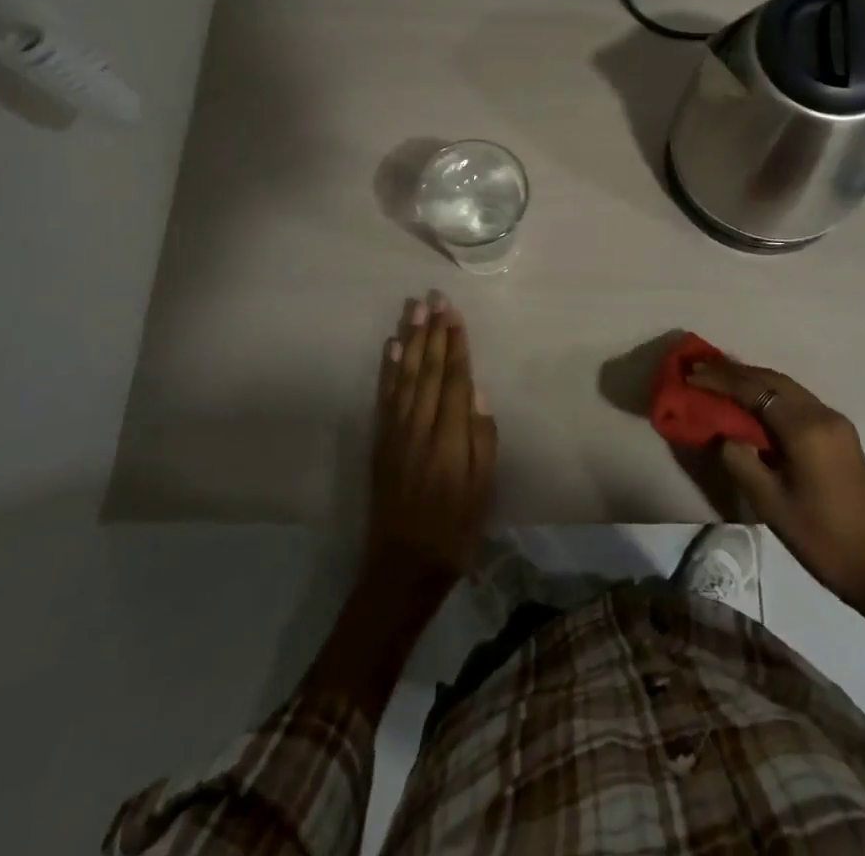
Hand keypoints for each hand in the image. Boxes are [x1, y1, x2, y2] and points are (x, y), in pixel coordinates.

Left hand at [364, 291, 496, 594]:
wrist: (402, 567)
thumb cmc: (454, 530)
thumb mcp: (483, 491)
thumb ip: (482, 440)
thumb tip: (477, 393)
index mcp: (449, 439)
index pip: (453, 379)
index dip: (455, 345)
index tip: (454, 314)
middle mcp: (419, 428)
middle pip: (427, 369)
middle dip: (432, 331)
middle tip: (434, 297)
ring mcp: (396, 433)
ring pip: (405, 375)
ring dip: (410, 339)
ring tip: (414, 309)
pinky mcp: (381, 442)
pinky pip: (385, 396)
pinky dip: (388, 369)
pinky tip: (391, 346)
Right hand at [689, 361, 864, 622]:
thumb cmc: (821, 538)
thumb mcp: (770, 504)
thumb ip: (740, 460)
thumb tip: (723, 435)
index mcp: (806, 429)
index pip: (755, 390)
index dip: (721, 380)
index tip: (691, 374)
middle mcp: (823, 414)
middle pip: (772, 379)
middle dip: (735, 373)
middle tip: (700, 370)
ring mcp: (835, 422)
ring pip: (786, 387)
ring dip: (753, 381)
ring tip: (719, 380)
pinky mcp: (839, 434)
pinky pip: (798, 401)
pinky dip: (770, 395)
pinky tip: (751, 403)